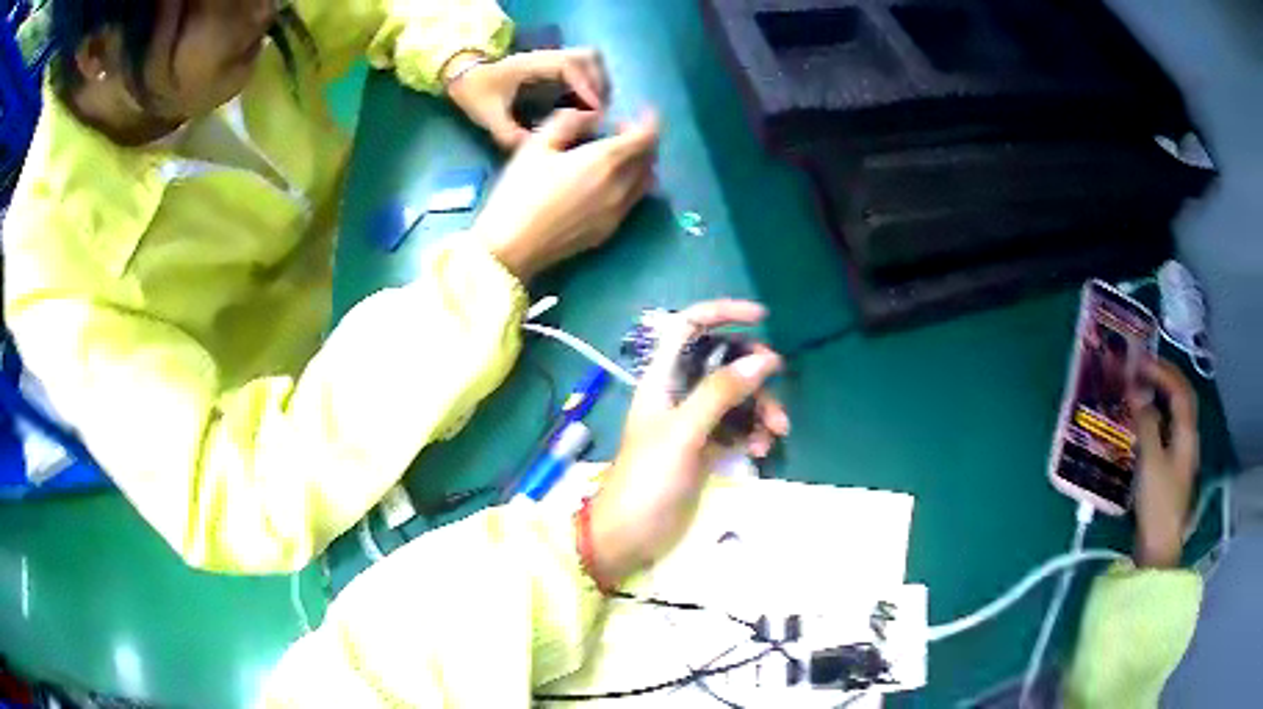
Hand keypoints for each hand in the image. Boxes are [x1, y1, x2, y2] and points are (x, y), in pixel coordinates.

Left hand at [446, 49, 608, 148]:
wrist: (465, 76)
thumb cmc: (476, 93)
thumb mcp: (487, 116)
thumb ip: (508, 134)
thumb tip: (532, 151)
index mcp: (531, 65)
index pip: (569, 65)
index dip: (586, 86)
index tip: (595, 110)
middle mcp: (546, 57)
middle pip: (588, 57)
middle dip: (599, 83)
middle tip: (598, 113)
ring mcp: (552, 59)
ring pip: (590, 60)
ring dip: (599, 82)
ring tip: (596, 110)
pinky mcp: (554, 66)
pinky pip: (584, 67)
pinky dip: (592, 83)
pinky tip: (587, 106)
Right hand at [474, 109, 658, 281]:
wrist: (511, 246)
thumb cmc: (519, 191)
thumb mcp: (536, 145)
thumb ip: (569, 121)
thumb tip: (593, 118)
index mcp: (606, 161)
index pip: (647, 137)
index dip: (650, 121)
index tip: (643, 111)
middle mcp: (621, 187)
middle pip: (650, 159)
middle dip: (643, 140)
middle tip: (621, 130)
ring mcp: (618, 213)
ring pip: (645, 182)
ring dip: (640, 163)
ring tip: (617, 156)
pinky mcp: (609, 231)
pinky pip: (633, 200)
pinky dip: (632, 183)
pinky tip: (607, 181)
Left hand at [586, 301, 790, 587]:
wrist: (630, 535)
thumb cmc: (647, 480)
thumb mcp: (683, 433)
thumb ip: (719, 394)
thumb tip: (762, 361)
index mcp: (663, 379)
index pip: (689, 327)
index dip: (721, 313)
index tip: (761, 318)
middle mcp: (680, 394)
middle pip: (723, 362)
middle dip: (753, 370)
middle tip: (776, 381)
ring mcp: (695, 423)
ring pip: (737, 397)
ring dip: (761, 409)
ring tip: (776, 434)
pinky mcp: (707, 449)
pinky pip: (739, 428)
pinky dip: (754, 433)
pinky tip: (762, 451)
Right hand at [1130, 358, 1199, 568]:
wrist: (1160, 546)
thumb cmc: (1157, 503)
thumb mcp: (1150, 462)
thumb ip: (1146, 424)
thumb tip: (1137, 392)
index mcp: (1186, 432)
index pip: (1179, 389)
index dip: (1162, 371)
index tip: (1140, 363)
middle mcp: (1188, 436)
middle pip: (1182, 396)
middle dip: (1166, 377)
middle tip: (1144, 368)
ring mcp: (1182, 452)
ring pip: (1177, 412)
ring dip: (1163, 393)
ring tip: (1144, 388)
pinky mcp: (1173, 466)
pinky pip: (1170, 427)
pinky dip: (1160, 413)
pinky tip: (1147, 420)